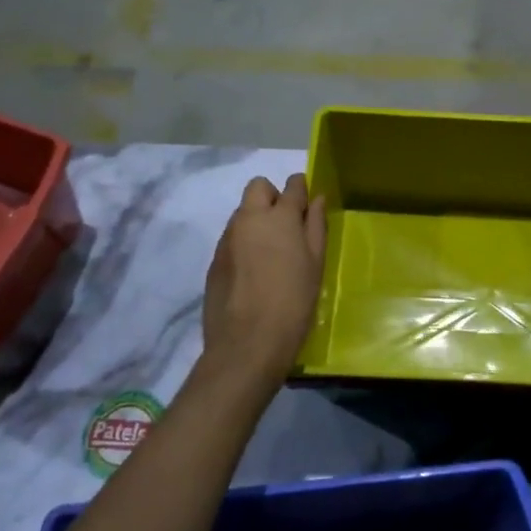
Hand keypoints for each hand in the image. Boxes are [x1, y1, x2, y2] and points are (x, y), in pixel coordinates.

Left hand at [199, 174, 326, 395]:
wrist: (246, 345)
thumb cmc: (293, 303)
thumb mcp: (315, 264)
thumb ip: (316, 226)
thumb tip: (316, 199)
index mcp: (279, 217)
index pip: (292, 184)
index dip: (301, 190)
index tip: (307, 207)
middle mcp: (249, 219)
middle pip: (258, 187)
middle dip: (272, 196)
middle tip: (286, 226)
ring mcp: (227, 239)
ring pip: (242, 213)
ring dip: (256, 221)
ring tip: (270, 254)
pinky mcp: (214, 260)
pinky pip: (232, 238)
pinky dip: (244, 243)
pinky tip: (253, 273)